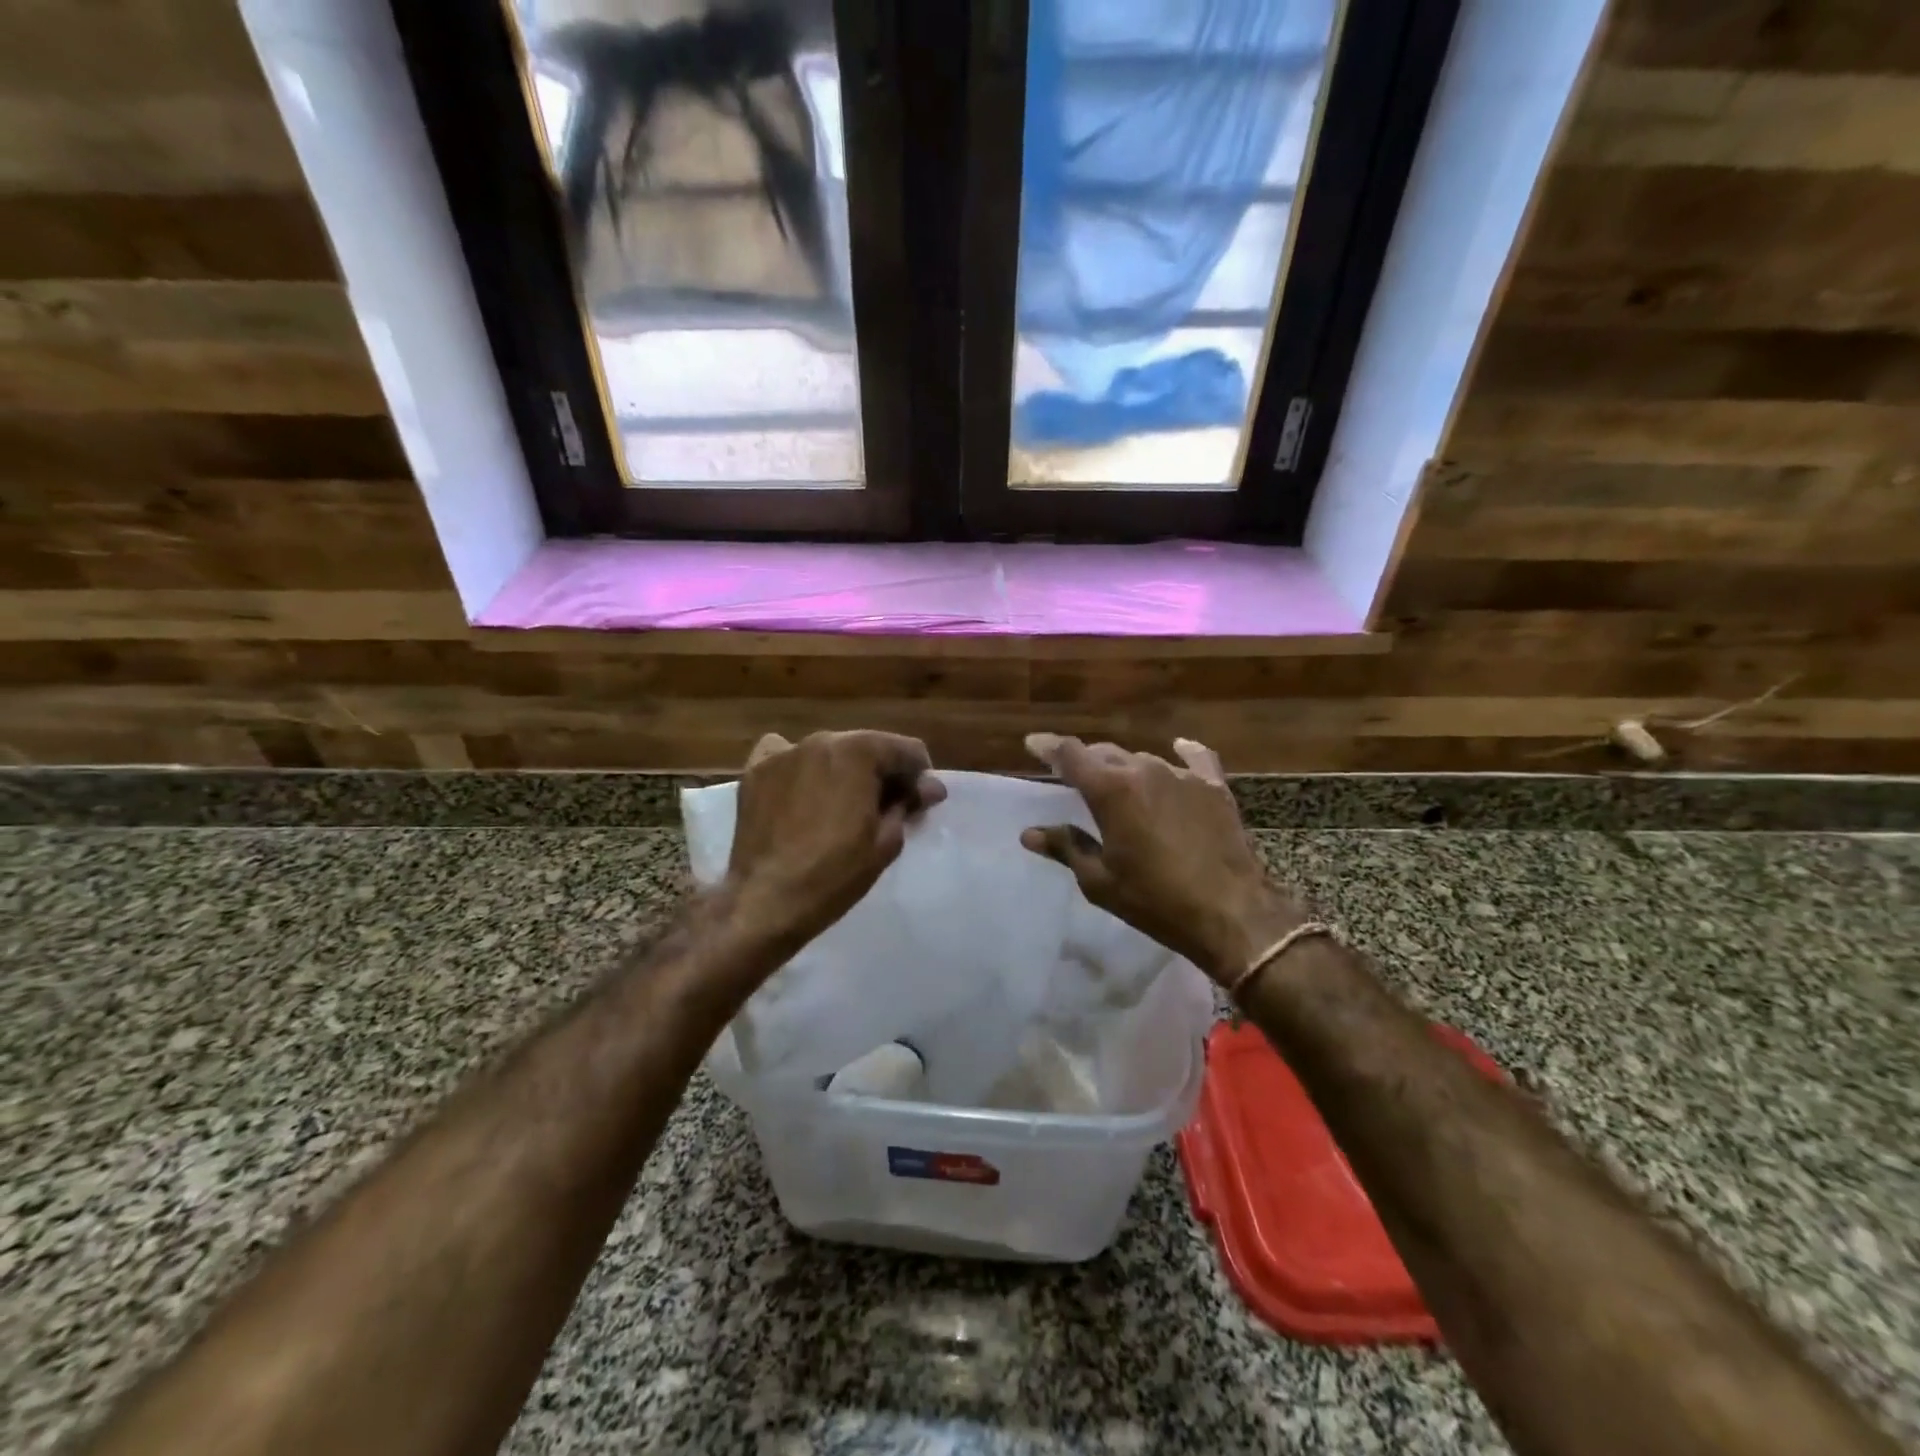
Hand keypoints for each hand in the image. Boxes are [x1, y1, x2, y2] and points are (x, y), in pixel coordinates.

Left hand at [727, 730, 946, 951]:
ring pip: (829, 752)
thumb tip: (928, 787)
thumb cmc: (835, 873)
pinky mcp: (755, 771)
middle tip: (886, 808)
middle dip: (882, 773)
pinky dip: (800, 769)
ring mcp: (784, 753)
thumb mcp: (887, 842)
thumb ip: (908, 803)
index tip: (920, 805)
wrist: (766, 901)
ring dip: (843, 772)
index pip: (907, 750)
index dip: (920, 778)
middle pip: (867, 747)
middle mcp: (822, 740)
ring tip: (841, 806)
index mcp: (859, 751)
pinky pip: (787, 757)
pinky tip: (801, 793)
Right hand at [1021, 733, 1307, 984]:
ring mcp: (1183, 776)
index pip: (1070, 755)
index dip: (1048, 747)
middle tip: (1073, 777)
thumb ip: (1066, 848)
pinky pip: (1195, 760)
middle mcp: (1144, 770)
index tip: (1033, 743)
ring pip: (1143, 760)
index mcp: (1111, 790)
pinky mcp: (1214, 788)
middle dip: (1086, 761)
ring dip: (1125, 769)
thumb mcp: (1100, 881)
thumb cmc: (1156, 901)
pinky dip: (1184, 754)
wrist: (1233, 914)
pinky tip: (1181, 747)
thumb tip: (1029, 834)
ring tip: (1120, 785)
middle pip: (1105, 753)